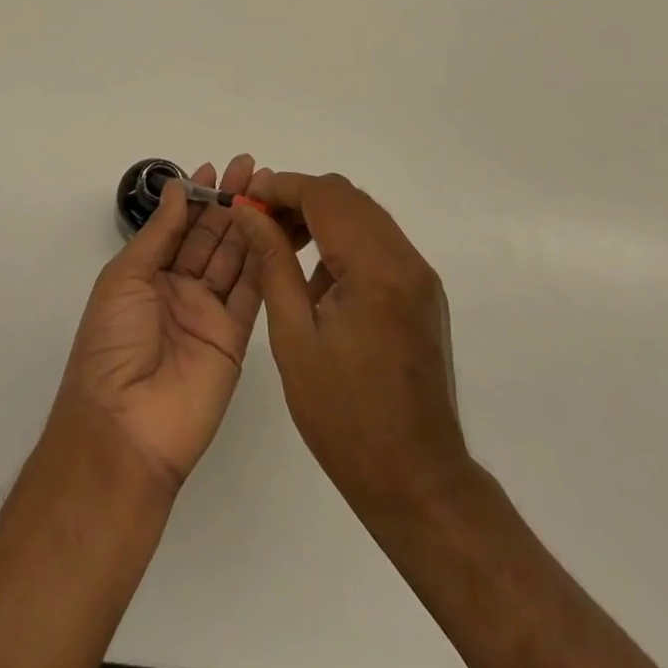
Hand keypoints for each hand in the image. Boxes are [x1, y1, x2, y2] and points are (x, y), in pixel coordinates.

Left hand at [52, 155, 272, 492]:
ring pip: (233, 258)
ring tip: (267, 189)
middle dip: (228, 201)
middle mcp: (179, 289)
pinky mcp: (235, 339)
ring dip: (249, 223)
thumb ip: (158, 234)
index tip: (216, 167)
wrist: (125, 427)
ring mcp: (208, 314)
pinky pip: (251, 293)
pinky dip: (263, 261)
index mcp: (146, 275)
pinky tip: (273, 230)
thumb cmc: (112, 344)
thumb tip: (177, 189)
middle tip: (250, 167)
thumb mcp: (125, 278)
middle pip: (209, 237)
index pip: (178, 226)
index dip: (196, 196)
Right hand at [231, 173, 468, 516]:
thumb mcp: (294, 338)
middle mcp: (406, 260)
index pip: (325, 196)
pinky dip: (343, 240)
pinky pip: (378, 243)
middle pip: (347, 197)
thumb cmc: (344, 417)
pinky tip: (316, 279)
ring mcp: (419, 275)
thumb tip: (247, 213)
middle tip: (258, 222)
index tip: (245, 200)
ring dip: (321, 217)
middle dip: (298, 198)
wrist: (417, 480)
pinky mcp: (421, 292)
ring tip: (281, 246)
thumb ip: (272, 263)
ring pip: (364, 215)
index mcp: (376, 270)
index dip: (281, 187)